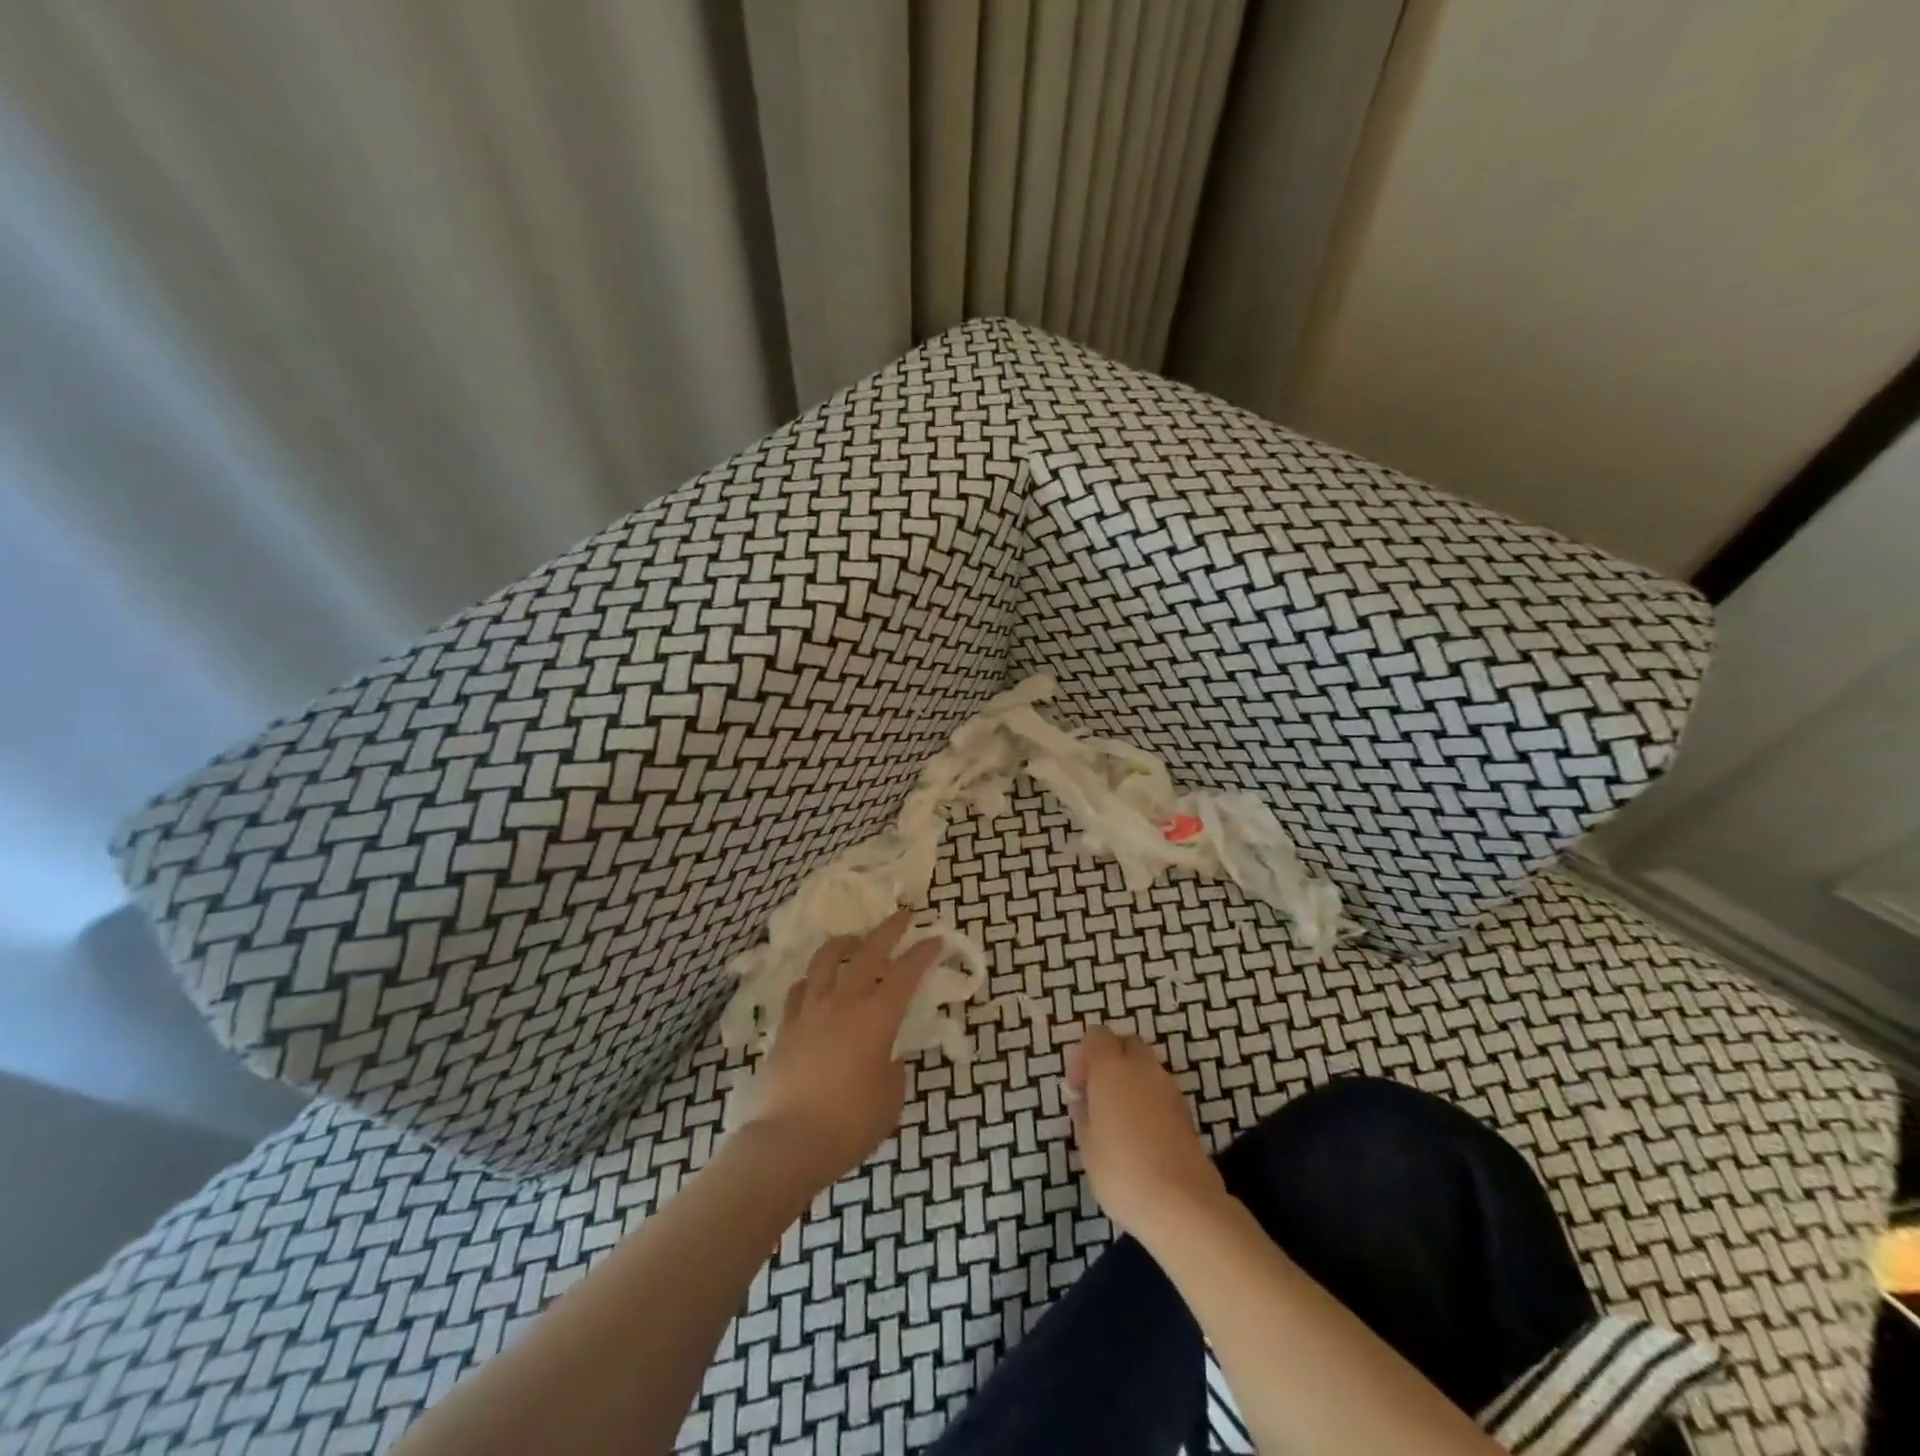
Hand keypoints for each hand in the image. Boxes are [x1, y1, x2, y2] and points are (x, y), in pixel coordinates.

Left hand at [731, 908, 938, 1186]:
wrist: (786, 1143)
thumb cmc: (848, 1124)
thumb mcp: (889, 1101)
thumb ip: (892, 1071)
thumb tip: (885, 1058)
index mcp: (876, 1018)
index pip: (906, 974)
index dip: (923, 953)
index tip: (935, 940)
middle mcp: (843, 1003)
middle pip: (868, 952)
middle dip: (889, 930)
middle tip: (902, 916)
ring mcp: (810, 1012)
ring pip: (825, 960)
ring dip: (844, 943)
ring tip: (853, 940)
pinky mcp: (785, 1028)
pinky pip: (799, 991)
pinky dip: (812, 980)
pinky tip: (815, 984)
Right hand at [1065, 1024, 1227, 1246]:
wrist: (1182, 1203)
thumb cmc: (1122, 1171)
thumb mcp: (1087, 1145)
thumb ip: (1083, 1114)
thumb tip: (1085, 1101)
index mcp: (1111, 1067)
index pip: (1096, 1035)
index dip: (1083, 1056)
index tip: (1078, 1089)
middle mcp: (1142, 1067)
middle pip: (1125, 1044)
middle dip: (1111, 1060)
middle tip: (1099, 1095)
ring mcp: (1168, 1087)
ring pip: (1146, 1066)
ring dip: (1131, 1080)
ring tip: (1120, 1119)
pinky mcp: (1186, 1110)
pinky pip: (1160, 1090)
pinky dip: (1148, 1099)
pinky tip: (1141, 1134)